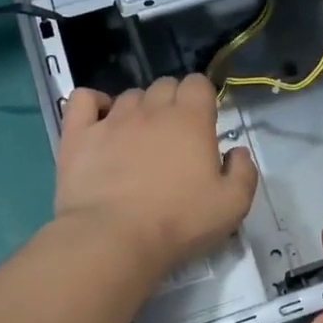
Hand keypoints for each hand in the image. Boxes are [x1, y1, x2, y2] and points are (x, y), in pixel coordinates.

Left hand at [53, 76, 257, 276]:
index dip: (202, 97)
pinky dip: (94, 103)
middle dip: (172, 101)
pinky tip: (100, 122)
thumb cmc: (179, 222)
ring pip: (130, 95)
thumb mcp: (232, 205)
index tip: (203, 123)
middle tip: (174, 136)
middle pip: (164, 84)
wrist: (114, 239)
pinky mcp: (78, 134)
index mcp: (191, 120)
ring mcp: (112, 119)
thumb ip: (243, 172)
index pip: (198, 83)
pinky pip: (83, 99)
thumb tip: (236, 152)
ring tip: (139, 139)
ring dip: (139, 109)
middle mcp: (151, 110)